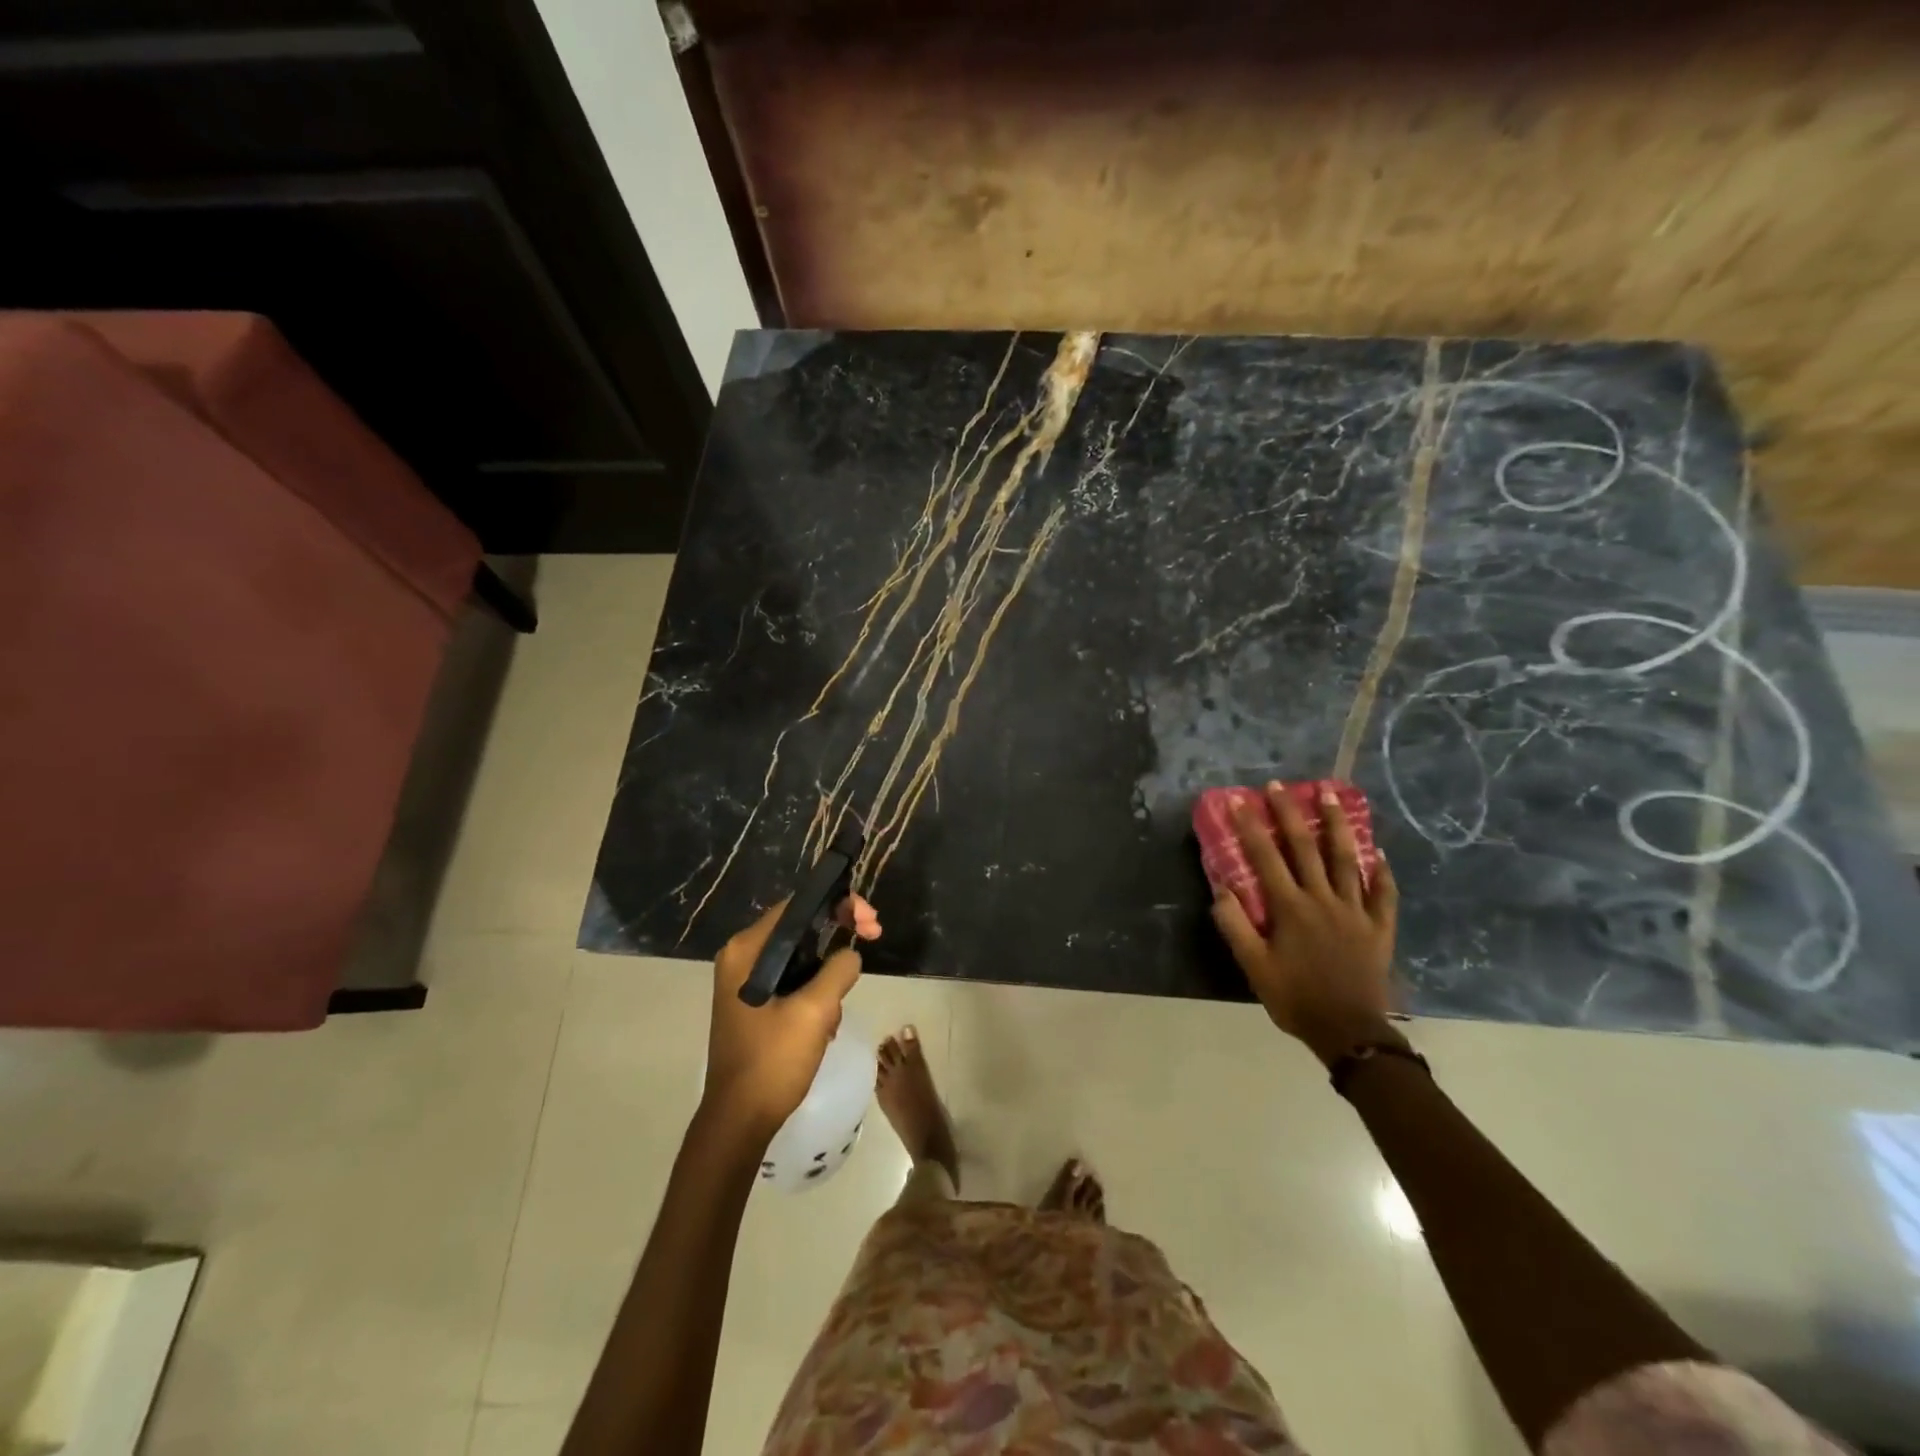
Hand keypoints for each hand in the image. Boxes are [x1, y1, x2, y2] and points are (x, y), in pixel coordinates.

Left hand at [702, 896, 880, 1140]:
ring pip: (800, 955)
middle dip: (838, 933)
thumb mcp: (815, 1011)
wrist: (739, 1121)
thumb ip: (838, 970)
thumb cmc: (773, 1061)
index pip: (797, 906)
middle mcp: (741, 958)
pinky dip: (815, 990)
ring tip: (839, 1006)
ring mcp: (745, 982)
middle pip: (800, 927)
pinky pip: (793, 980)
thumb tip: (850, 954)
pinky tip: (826, 1021)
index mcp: (747, 950)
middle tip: (873, 937)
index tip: (870, 921)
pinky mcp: (754, 1004)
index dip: (838, 904)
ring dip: (828, 971)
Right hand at [1210, 782, 1400, 1065]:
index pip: (1266, 858)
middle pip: (1306, 848)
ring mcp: (1356, 911)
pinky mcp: (1379, 927)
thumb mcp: (1254, 966)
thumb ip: (1236, 925)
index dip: (1251, 827)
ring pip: (1347, 859)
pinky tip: (1377, 853)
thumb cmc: (1295, 998)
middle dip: (1290, 814)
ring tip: (1331, 796)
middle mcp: (1323, 900)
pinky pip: (1383, 893)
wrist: (1349, 1033)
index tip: (1240, 800)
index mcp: (1291, 908)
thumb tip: (1222, 888)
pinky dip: (1381, 871)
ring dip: (1337, 825)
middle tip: (1280, 786)